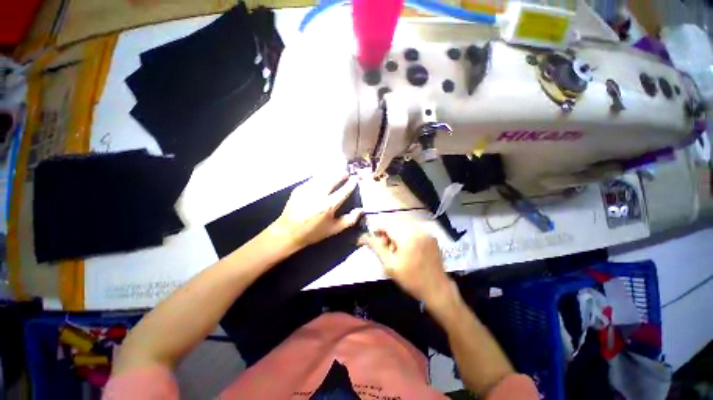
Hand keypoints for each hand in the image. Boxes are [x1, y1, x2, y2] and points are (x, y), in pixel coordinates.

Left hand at [270, 173, 362, 249]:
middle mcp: (318, 195)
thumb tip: (361, 210)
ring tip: (337, 173)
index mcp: (328, 206)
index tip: (355, 178)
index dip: (351, 184)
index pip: (344, 191)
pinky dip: (320, 176)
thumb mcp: (334, 229)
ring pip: (323, 176)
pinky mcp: (299, 188)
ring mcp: (307, 190)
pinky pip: (313, 179)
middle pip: (333, 179)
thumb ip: (349, 220)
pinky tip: (323, 178)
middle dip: (341, 174)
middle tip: (346, 173)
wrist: (288, 232)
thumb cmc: (313, 232)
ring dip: (331, 173)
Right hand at [359, 228, 453, 304]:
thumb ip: (376, 247)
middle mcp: (418, 230)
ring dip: (396, 235)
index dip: (378, 229)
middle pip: (395, 224)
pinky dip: (406, 237)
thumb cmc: (411, 279)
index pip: (387, 224)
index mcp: (408, 237)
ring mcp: (426, 233)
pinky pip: (414, 231)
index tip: (374, 240)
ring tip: (397, 251)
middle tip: (386, 249)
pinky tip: (407, 250)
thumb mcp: (390, 265)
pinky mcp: (431, 237)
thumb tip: (363, 237)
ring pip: (404, 227)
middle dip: (387, 234)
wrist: (437, 290)